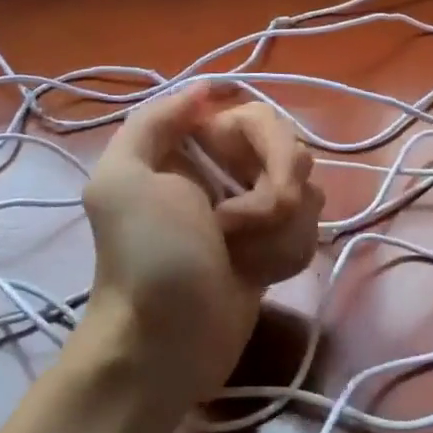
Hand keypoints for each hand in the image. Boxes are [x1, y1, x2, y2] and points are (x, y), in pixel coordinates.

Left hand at [81, 82, 322, 409]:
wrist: (165, 344)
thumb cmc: (148, 258)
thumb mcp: (124, 180)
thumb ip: (156, 121)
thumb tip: (206, 87)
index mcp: (194, 146)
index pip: (263, 119)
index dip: (272, 150)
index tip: (257, 185)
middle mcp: (227, 170)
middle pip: (294, 156)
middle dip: (275, 198)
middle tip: (235, 230)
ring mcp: (254, 211)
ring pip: (308, 197)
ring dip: (279, 234)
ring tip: (241, 260)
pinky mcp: (273, 247)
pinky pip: (308, 232)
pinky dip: (285, 256)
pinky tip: (256, 276)